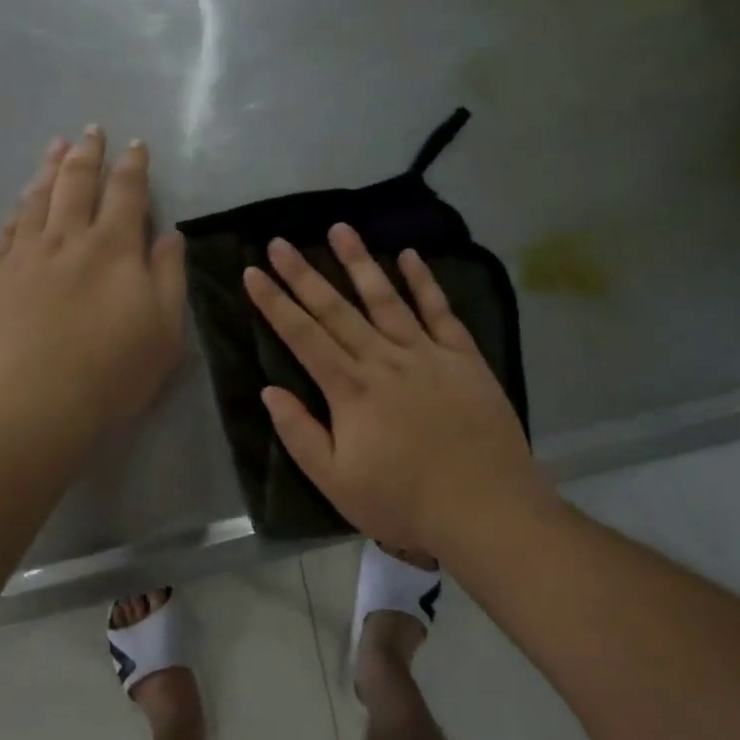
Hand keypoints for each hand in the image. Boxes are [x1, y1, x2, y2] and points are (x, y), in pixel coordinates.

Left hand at [0, 128, 186, 441]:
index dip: (133, 166)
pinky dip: (15, 212)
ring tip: (55, 146)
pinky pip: (3, 233)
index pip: (126, 193)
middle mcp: (66, 239)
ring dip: (48, 169)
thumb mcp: (165, 329)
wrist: (32, 404)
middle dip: (87, 153)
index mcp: (113, 248)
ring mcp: (23, 256)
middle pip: (76, 183)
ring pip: (36, 200)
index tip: (136, 146)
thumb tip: (168, 234)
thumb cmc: (112, 371)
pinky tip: (18, 205)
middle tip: (91, 131)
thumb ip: (168, 275)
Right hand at [243, 223, 544, 554]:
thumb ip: (300, 434)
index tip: (253, 272)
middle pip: (336, 309)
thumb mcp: (336, 482)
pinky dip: (423, 282)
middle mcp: (383, 360)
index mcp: (350, 390)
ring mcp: (426, 354)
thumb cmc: (404, 502)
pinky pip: (439, 311)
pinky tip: (408, 256)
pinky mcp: (463, 357)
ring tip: (339, 228)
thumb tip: (269, 391)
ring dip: (359, 262)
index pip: (302, 336)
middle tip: (279, 241)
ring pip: (385, 298)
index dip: (275, 303)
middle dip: (303, 274)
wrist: (486, 510)